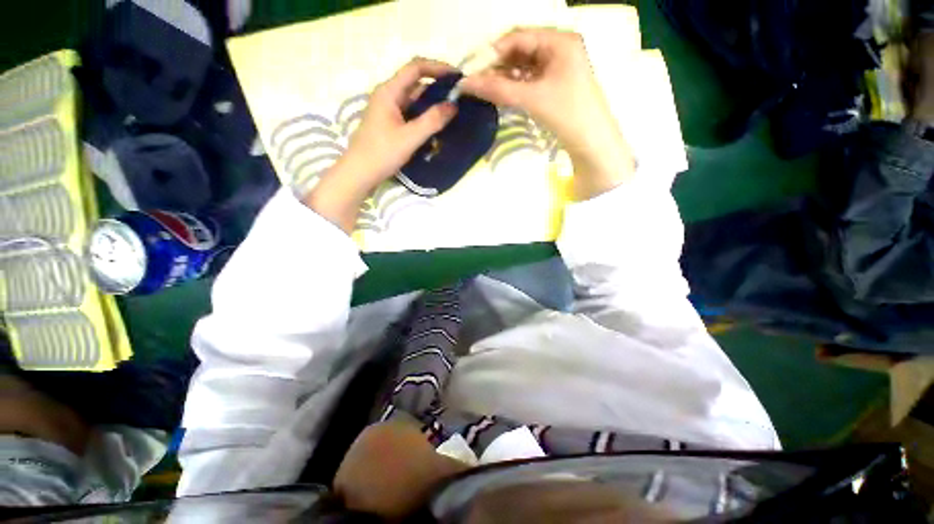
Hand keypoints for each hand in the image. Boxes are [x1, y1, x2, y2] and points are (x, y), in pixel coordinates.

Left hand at [304, 58, 458, 232]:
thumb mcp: (409, 137)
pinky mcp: (390, 124)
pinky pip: (410, 114)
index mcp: (389, 91)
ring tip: (451, 113)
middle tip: (458, 98)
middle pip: (416, 83)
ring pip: (414, 101)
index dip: (438, 68)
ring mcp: (388, 110)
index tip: (458, 77)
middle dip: (437, 88)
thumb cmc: (382, 153)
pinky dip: (424, 117)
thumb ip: (432, 121)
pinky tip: (435, 128)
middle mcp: (388, 96)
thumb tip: (453, 105)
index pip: (416, 68)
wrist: (360, 173)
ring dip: (431, 105)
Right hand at [461, 28, 634, 199]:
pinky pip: (528, 80)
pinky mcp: (554, 85)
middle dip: (497, 65)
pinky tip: (500, 94)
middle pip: (520, 50)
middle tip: (475, 81)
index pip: (518, 37)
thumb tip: (465, 83)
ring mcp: (557, 68)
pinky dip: (514, 86)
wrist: (591, 142)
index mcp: (559, 41)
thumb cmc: (567, 114)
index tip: (471, 68)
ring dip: (503, 77)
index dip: (493, 51)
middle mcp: (558, 48)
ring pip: (523, 66)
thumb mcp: (531, 98)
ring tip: (484, 90)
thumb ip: (498, 89)